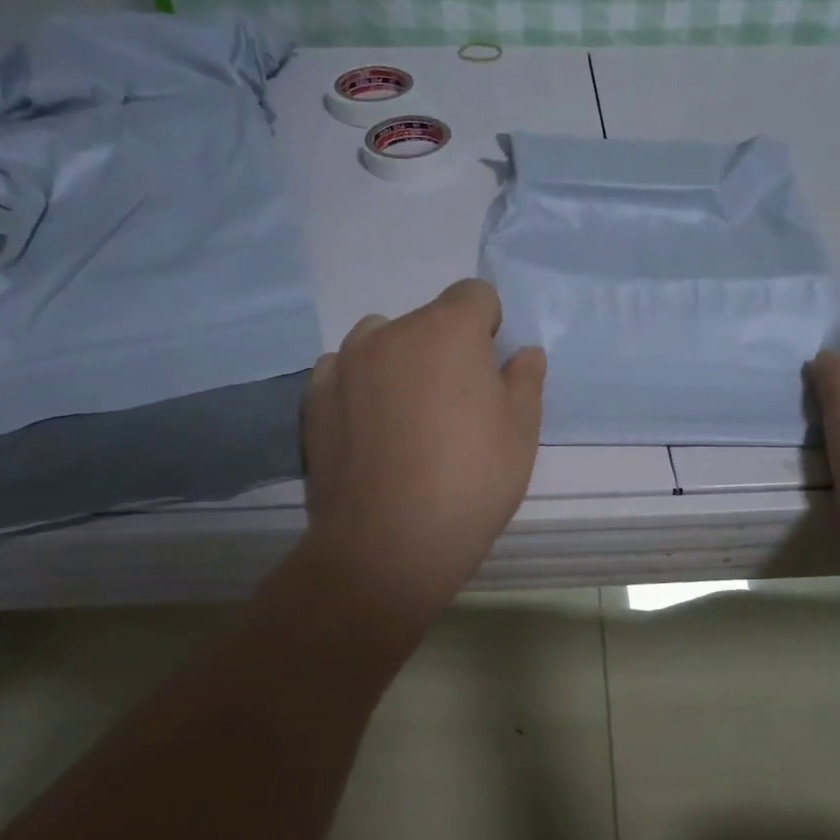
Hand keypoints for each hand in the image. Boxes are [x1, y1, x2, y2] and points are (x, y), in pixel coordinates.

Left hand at [300, 279, 544, 620]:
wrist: (387, 545)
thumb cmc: (470, 482)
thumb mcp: (521, 433)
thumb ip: (525, 381)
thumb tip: (524, 353)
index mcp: (446, 330)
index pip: (474, 295)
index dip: (489, 326)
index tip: (490, 370)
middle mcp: (390, 332)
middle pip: (427, 320)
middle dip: (446, 348)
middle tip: (455, 406)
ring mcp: (344, 363)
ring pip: (381, 341)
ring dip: (399, 361)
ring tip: (407, 416)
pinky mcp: (313, 398)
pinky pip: (344, 371)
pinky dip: (361, 386)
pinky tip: (370, 429)